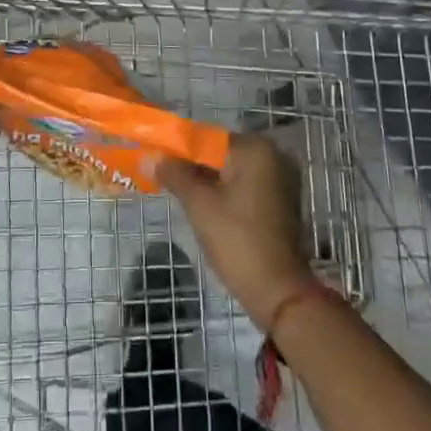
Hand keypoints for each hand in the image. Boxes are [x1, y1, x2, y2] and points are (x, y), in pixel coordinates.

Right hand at [158, 135, 314, 331]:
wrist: (278, 292)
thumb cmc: (237, 241)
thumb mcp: (199, 204)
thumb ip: (174, 174)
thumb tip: (149, 156)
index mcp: (255, 149)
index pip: (207, 138)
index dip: (178, 148)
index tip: (155, 160)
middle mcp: (273, 156)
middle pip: (220, 153)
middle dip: (191, 165)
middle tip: (163, 178)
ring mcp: (281, 179)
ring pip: (232, 171)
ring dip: (207, 180)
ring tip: (178, 192)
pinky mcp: (281, 200)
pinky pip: (245, 185)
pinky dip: (225, 191)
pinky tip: (204, 206)